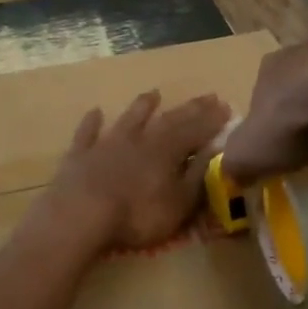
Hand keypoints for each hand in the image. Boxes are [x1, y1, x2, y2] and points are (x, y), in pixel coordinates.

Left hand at [34, 90, 231, 251]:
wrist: (81, 215)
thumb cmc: (137, 215)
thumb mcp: (179, 203)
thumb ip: (197, 176)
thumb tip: (215, 152)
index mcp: (167, 151)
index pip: (196, 131)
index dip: (212, 121)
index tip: (227, 108)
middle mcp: (140, 140)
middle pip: (169, 120)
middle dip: (189, 109)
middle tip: (206, 97)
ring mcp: (107, 144)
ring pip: (129, 119)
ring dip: (142, 106)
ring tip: (153, 93)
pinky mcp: (80, 155)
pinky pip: (87, 134)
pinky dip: (92, 122)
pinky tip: (95, 112)